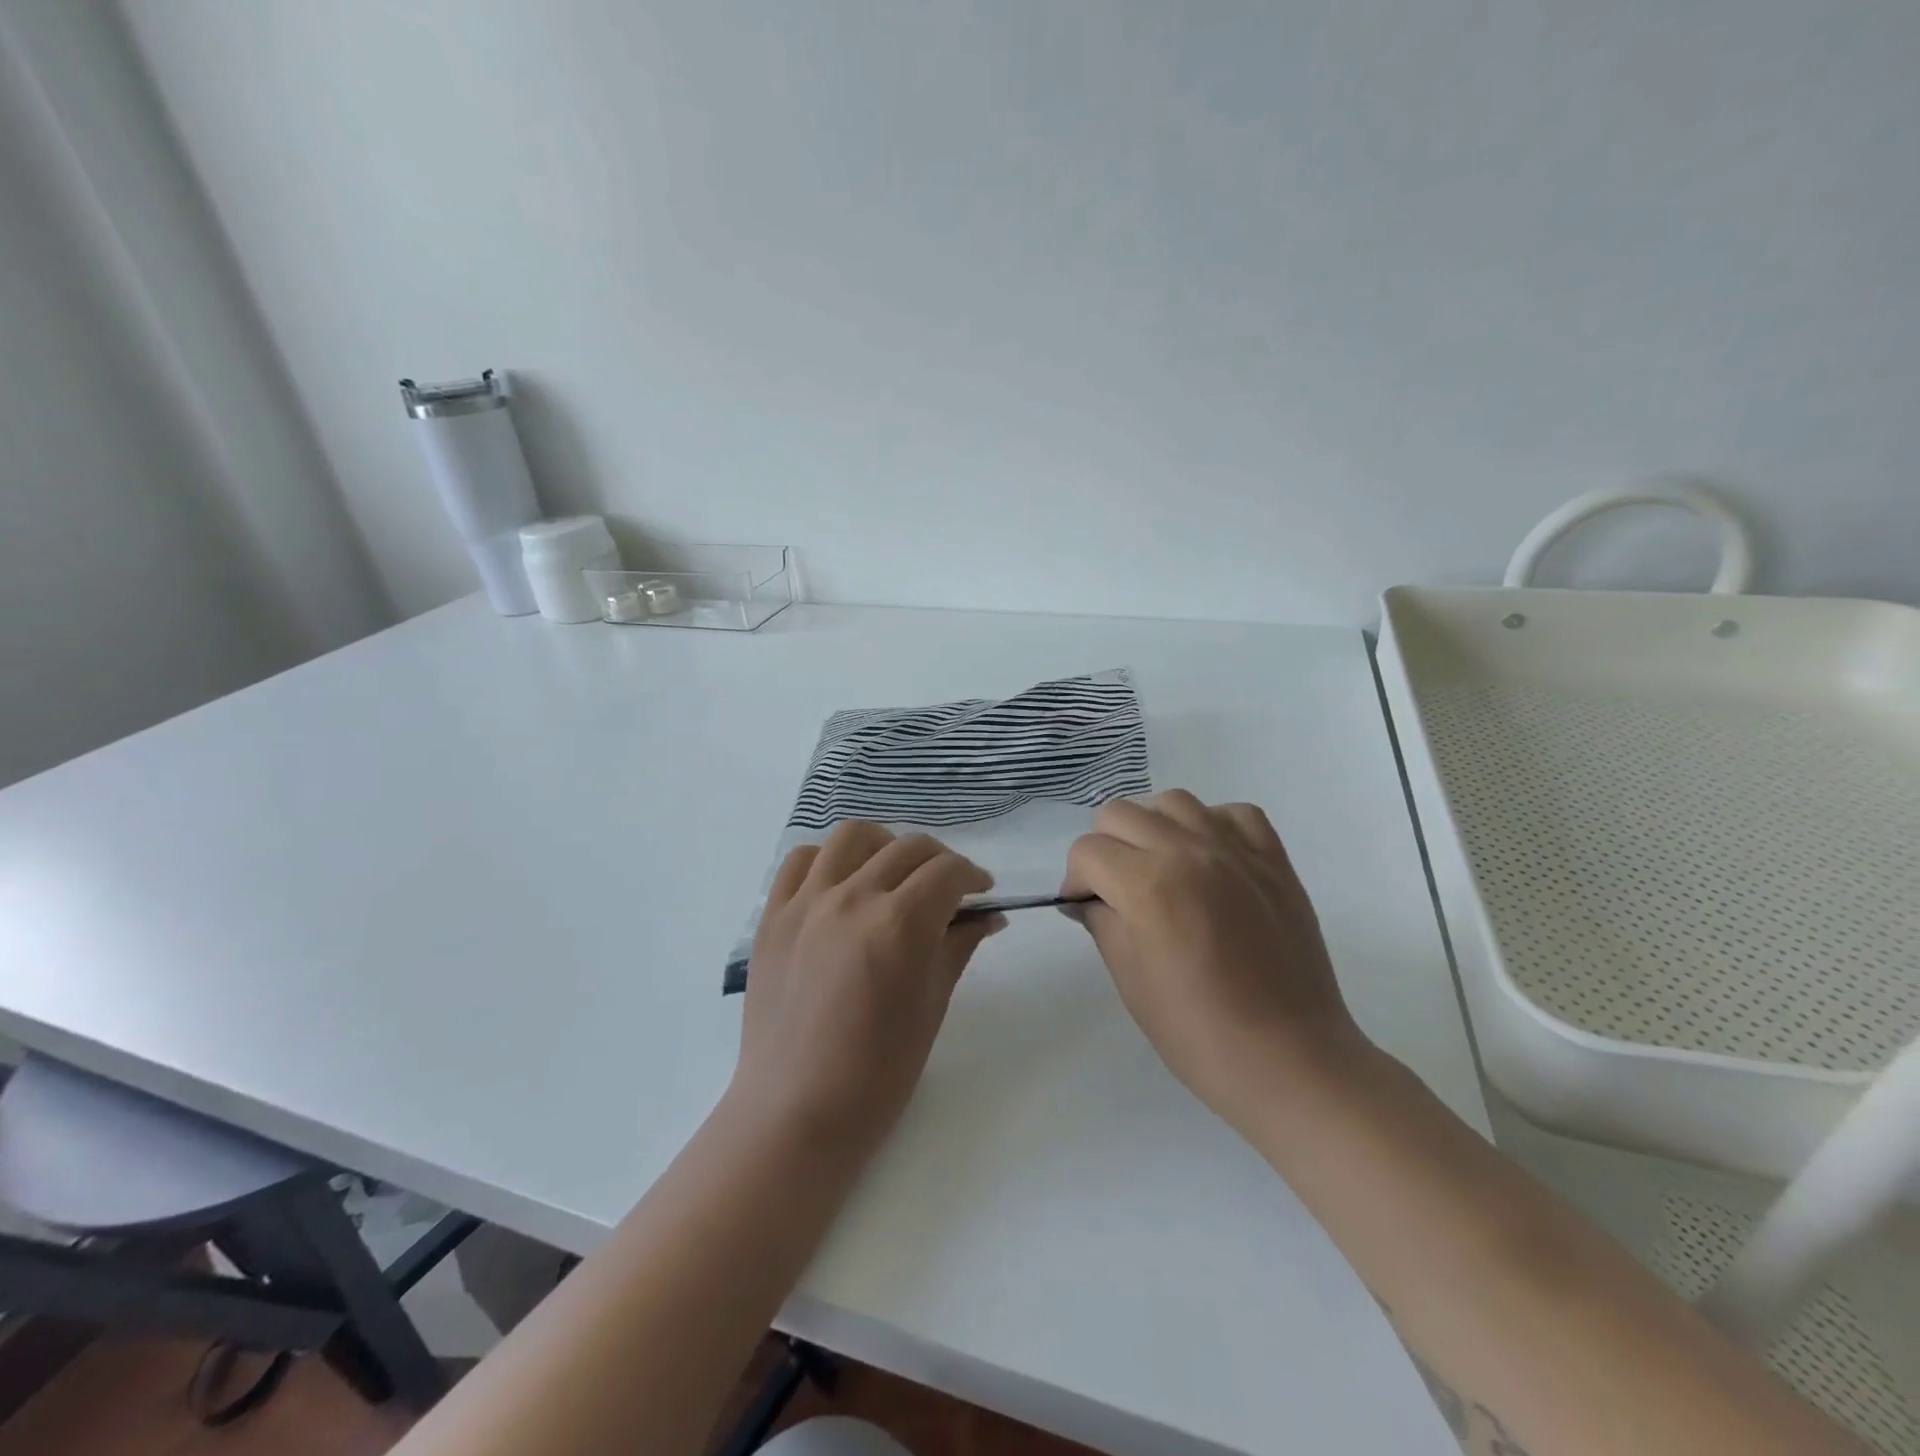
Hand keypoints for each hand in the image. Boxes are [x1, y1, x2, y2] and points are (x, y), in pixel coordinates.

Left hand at [730, 822, 1003, 1161]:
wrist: (796, 1112)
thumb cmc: (878, 1073)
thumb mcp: (932, 1006)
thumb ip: (959, 946)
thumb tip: (988, 916)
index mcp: (899, 923)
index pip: (948, 871)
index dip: (973, 877)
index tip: (982, 893)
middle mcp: (852, 897)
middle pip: (908, 848)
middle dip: (940, 862)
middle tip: (948, 890)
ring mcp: (806, 902)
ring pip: (853, 837)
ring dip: (885, 846)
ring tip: (894, 874)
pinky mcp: (773, 916)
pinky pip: (801, 861)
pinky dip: (828, 860)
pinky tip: (842, 884)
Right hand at [1061, 791, 1372, 1127]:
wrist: (1288, 1059)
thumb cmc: (1197, 1032)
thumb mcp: (1129, 979)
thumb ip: (1102, 922)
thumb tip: (1087, 898)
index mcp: (1147, 885)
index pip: (1087, 851)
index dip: (1076, 880)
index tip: (1085, 907)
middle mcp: (1189, 852)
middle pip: (1120, 813)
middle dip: (1105, 848)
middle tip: (1117, 889)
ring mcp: (1236, 850)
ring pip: (1174, 801)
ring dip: (1153, 827)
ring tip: (1161, 867)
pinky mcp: (1274, 859)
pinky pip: (1234, 813)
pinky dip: (1212, 825)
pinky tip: (1209, 859)